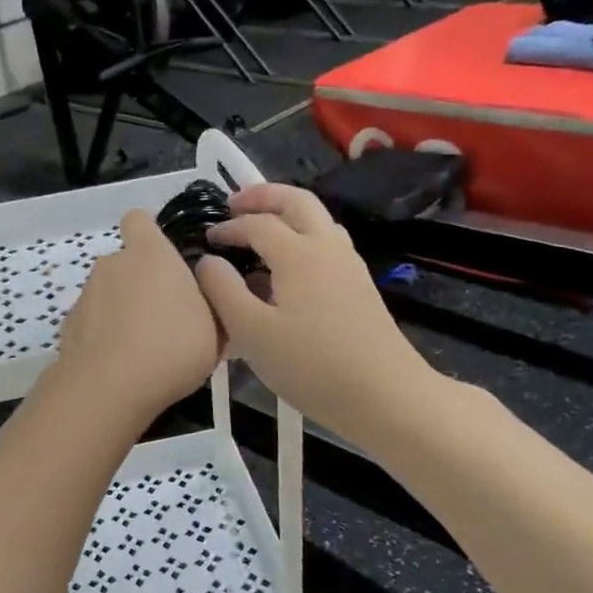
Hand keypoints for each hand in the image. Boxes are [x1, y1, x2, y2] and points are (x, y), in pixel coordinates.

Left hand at [53, 209, 220, 420]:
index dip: (150, 232)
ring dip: (124, 310)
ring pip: (109, 293)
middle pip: (127, 263)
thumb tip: (204, 289)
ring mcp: (85, 294)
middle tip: (167, 317)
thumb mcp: (215, 327)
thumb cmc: (171, 347)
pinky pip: (94, 321)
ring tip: (145, 348)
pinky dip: (105, 334)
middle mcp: (112, 264)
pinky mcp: (69, 324)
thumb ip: (211, 300)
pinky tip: (121, 364)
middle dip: (143, 282)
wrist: (107, 388)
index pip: (139, 219)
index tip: (166, 256)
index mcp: (149, 254)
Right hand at [195, 185, 435, 437]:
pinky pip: (326, 244)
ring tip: (259, 230)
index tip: (206, 239)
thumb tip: (208, 261)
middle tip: (235, 204)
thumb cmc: (311, 366)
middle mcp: (327, 247)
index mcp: (299, 253)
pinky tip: (286, 270)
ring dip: (286, 214)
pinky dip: (301, 237)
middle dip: (263, 196)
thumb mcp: (251, 332)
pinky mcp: (359, 287)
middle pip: (297, 201)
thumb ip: (223, 291)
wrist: (386, 397)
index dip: (228, 227)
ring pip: (317, 220)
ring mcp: (349, 266)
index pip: (257, 224)